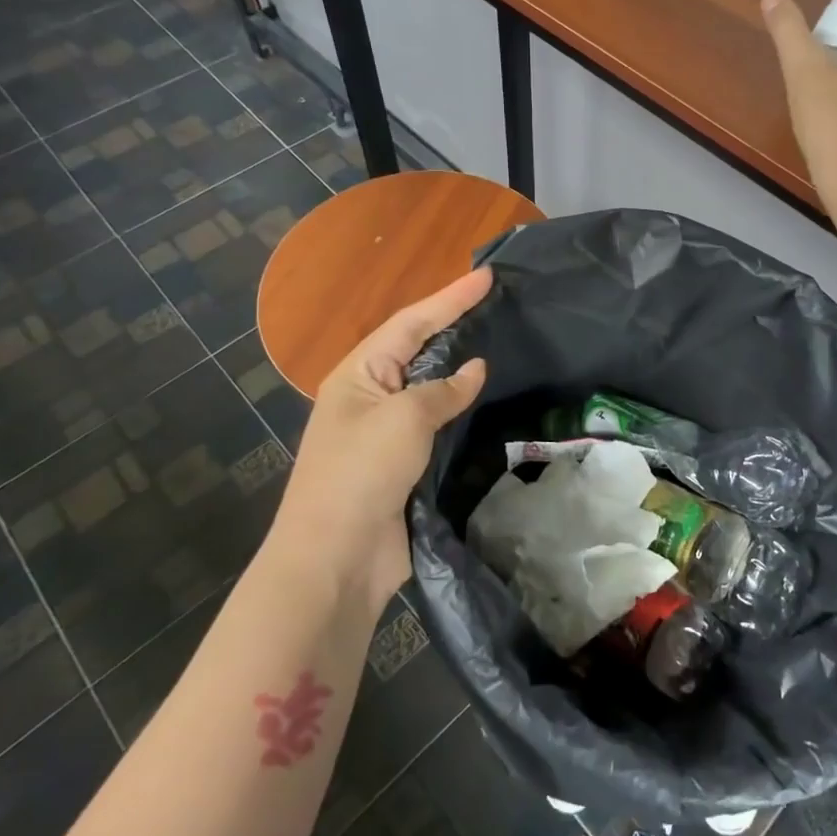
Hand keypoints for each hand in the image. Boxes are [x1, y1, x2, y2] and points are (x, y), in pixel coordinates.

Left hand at [268, 267, 491, 608]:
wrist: (337, 558)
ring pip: (431, 388)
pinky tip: (488, 401)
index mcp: (359, 375)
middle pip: (419, 350)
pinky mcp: (404, 464)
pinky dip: (462, 409)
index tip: (488, 277)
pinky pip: (438, 424)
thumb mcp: (404, 419)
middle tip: (497, 304)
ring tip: (499, 342)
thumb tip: (476, 369)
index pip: (411, 323)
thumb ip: (444, 389)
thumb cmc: (361, 474)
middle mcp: (370, 396)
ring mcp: (387, 432)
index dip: (450, 298)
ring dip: (460, 368)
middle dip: (454, 325)